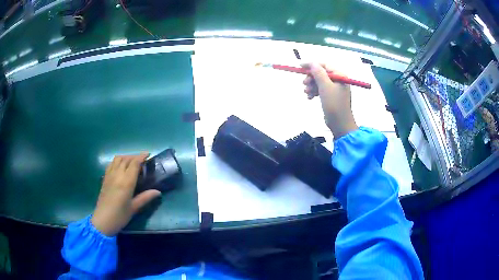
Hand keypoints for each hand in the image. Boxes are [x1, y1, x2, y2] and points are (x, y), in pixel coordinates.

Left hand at [91, 153, 161, 235]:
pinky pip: (111, 164)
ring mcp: (109, 175)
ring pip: (117, 159)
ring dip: (126, 157)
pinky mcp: (105, 178)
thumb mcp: (134, 208)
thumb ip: (145, 197)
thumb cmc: (120, 215)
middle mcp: (117, 175)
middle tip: (142, 160)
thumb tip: (158, 192)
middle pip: (126, 159)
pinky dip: (118, 161)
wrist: (103, 220)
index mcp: (126, 182)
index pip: (134, 163)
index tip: (148, 154)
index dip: (141, 156)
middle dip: (134, 156)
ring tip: (131, 162)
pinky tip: (120, 167)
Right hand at [302, 63, 357, 138]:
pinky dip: (314, 92)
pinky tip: (310, 98)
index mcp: (340, 75)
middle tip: (304, 84)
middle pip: (321, 73)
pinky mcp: (331, 96)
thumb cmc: (334, 104)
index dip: (312, 64)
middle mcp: (338, 80)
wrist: (340, 124)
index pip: (324, 65)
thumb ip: (318, 73)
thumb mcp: (325, 87)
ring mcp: (335, 89)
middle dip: (311, 78)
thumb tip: (311, 63)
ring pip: (319, 82)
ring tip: (306, 93)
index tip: (300, 66)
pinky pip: (320, 90)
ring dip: (311, 86)